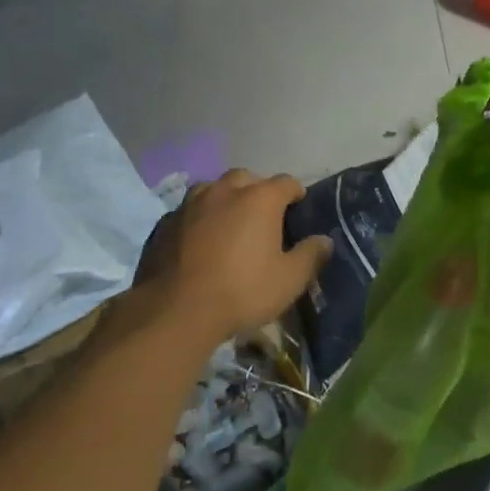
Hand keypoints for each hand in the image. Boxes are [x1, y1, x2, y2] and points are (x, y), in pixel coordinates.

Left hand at [134, 169, 332, 340]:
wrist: (175, 311)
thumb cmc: (242, 291)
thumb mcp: (289, 280)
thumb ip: (310, 256)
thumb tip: (325, 241)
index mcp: (260, 198)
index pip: (286, 182)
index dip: (295, 194)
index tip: (299, 208)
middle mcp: (225, 190)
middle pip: (247, 179)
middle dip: (257, 191)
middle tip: (263, 217)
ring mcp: (190, 204)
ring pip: (213, 190)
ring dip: (225, 200)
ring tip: (229, 224)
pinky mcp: (164, 223)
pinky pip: (189, 211)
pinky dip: (199, 219)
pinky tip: (199, 241)